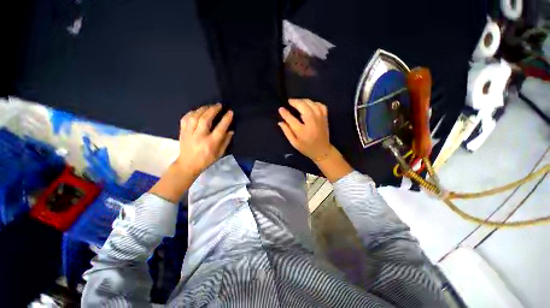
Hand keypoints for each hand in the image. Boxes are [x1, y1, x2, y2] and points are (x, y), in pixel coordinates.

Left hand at [175, 103, 233, 175]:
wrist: (188, 164)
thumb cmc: (206, 160)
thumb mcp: (220, 153)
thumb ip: (226, 141)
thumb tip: (231, 130)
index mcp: (210, 143)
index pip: (220, 128)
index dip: (226, 119)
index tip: (230, 112)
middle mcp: (199, 136)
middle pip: (206, 119)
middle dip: (213, 110)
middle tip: (219, 105)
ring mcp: (189, 133)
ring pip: (195, 117)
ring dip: (203, 109)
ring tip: (209, 106)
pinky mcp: (182, 132)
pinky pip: (185, 118)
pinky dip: (191, 112)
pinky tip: (197, 111)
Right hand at [278, 99, 331, 160]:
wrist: (322, 150)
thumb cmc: (306, 148)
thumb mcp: (294, 143)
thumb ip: (287, 131)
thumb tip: (280, 122)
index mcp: (302, 131)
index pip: (291, 119)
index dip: (285, 113)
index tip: (280, 109)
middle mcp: (311, 122)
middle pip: (303, 106)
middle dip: (295, 102)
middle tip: (289, 101)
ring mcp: (320, 118)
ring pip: (311, 103)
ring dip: (303, 100)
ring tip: (297, 102)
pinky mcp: (325, 117)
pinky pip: (320, 105)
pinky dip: (314, 103)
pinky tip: (309, 105)